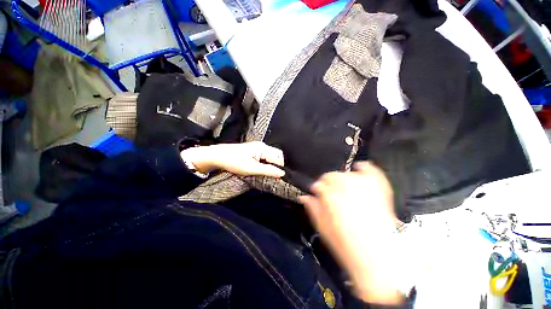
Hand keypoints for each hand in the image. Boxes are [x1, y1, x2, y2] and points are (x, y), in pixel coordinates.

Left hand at [180, 142, 284, 177]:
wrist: (217, 157)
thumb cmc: (233, 161)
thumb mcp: (251, 168)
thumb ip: (268, 170)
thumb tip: (281, 173)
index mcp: (262, 148)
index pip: (278, 157)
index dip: (279, 168)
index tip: (276, 178)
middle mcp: (261, 146)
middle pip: (276, 156)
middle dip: (275, 166)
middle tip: (270, 176)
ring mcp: (257, 149)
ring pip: (270, 158)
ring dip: (269, 166)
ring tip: (263, 173)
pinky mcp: (253, 152)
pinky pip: (264, 158)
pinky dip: (264, 165)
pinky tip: (259, 170)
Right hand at [300, 162, 403, 304]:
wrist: (378, 258)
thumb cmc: (346, 244)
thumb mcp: (323, 228)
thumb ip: (313, 209)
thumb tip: (305, 197)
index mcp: (331, 197)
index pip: (319, 184)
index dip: (317, 188)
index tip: (316, 192)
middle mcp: (346, 188)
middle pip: (331, 176)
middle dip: (327, 182)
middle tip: (328, 191)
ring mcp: (364, 187)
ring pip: (347, 173)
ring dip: (341, 178)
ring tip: (342, 185)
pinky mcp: (378, 189)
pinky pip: (371, 172)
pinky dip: (365, 168)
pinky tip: (360, 168)